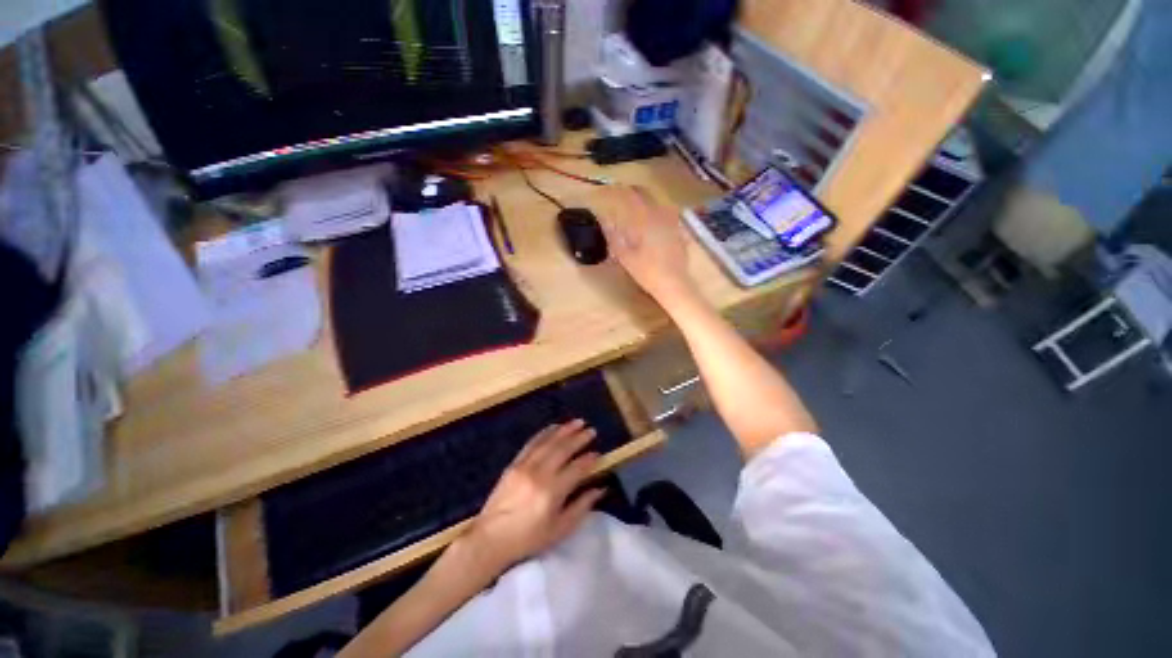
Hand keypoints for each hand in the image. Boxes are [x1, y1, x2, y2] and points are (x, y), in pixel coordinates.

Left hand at [464, 420, 604, 573]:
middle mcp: (539, 473)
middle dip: (579, 438)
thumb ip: (581, 507)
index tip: (598, 454)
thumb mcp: (560, 529)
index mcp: (552, 492)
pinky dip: (545, 433)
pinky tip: (554, 427)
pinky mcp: (514, 464)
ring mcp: (525, 466)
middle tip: (592, 430)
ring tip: (577, 422)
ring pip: (548, 442)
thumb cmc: (528, 539)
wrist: (490, 539)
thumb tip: (600, 489)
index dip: (589, 460)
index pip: (576, 469)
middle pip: (563, 449)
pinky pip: (532, 443)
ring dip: (564, 430)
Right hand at [592, 186, 696, 308]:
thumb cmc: (647, 271)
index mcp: (645, 219)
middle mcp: (660, 215)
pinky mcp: (680, 232)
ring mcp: (673, 222)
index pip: (630, 196)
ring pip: (658, 202)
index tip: (608, 190)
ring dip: (647, 200)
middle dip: (632, 191)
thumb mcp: (625, 256)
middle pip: (646, 193)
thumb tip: (605, 220)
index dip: (617, 191)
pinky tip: (656, 222)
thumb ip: (614, 235)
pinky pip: (669, 215)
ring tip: (638, 206)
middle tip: (621, 194)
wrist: (673, 284)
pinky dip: (659, 214)